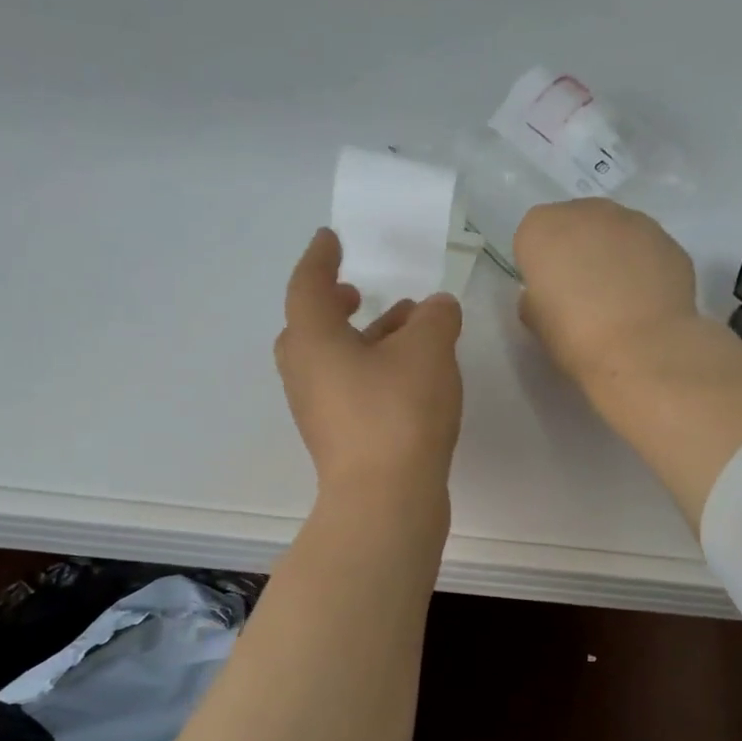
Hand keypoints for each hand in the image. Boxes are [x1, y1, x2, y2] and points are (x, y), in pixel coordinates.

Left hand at [275, 229, 463, 497]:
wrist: (386, 501)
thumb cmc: (398, 411)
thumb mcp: (428, 348)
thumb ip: (435, 317)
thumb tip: (435, 309)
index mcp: (312, 340)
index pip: (306, 285)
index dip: (320, 257)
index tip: (331, 238)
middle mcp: (306, 374)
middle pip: (310, 327)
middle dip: (334, 304)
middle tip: (357, 291)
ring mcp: (319, 411)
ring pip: (335, 360)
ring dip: (364, 337)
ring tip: (407, 325)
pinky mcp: (340, 439)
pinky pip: (351, 388)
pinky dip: (374, 368)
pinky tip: (413, 373)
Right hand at [513, 198, 701, 386]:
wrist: (640, 348)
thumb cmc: (573, 335)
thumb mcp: (535, 320)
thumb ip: (536, 295)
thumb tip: (552, 291)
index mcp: (542, 227)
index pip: (532, 236)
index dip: (539, 264)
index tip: (546, 291)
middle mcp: (587, 211)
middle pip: (575, 225)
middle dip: (576, 250)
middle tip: (581, 292)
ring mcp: (634, 221)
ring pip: (615, 232)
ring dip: (612, 254)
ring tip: (618, 298)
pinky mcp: (668, 241)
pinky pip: (646, 249)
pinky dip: (643, 267)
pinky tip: (644, 300)